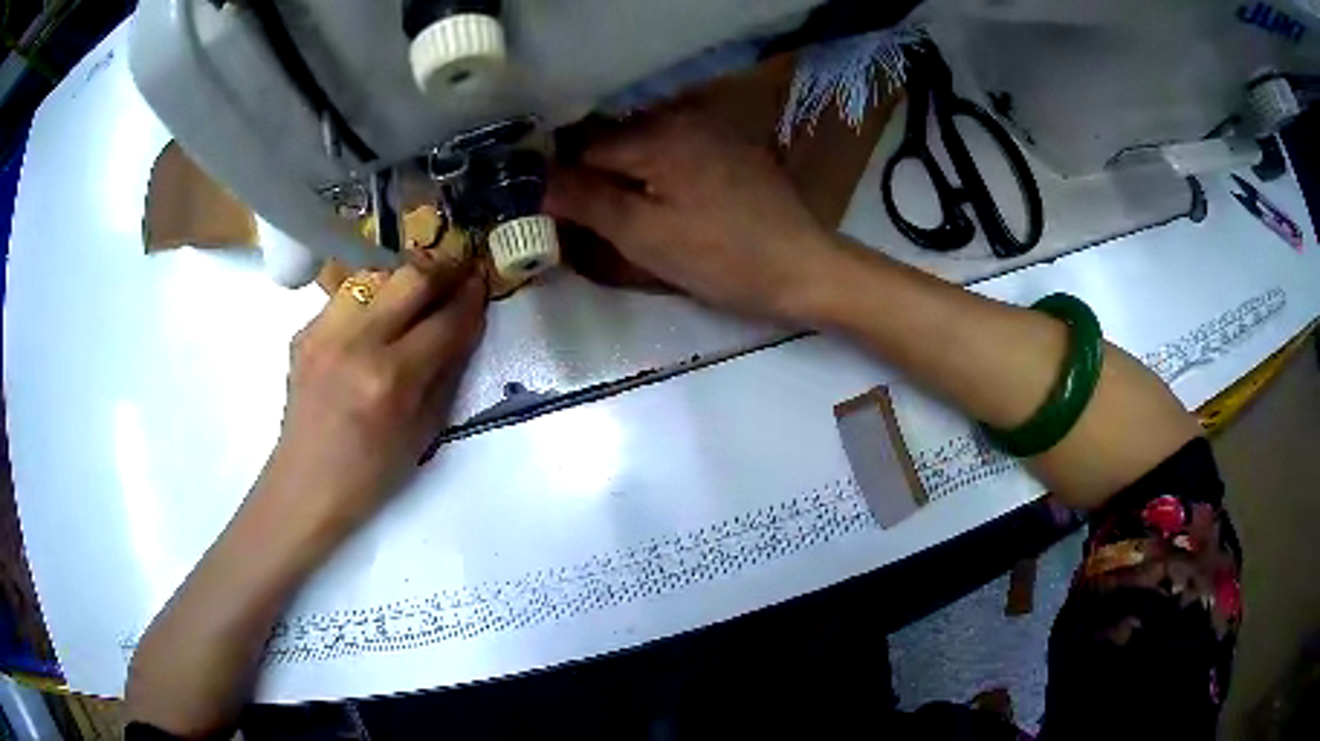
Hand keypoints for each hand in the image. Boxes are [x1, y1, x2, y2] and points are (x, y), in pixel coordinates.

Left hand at [259, 254, 486, 540]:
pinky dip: (371, 299)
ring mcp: (324, 332)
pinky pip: (347, 297)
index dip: (471, 298)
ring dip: (405, 279)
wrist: (306, 485)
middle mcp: (355, 344)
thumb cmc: (372, 474)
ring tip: (419, 290)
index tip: (484, 281)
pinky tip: (377, 318)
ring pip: (376, 275)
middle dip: (444, 268)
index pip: (444, 321)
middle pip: (410, 278)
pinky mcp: (304, 331)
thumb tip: (467, 323)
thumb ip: (448, 371)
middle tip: (460, 269)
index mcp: (391, 380)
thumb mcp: (424, 431)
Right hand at [545, 110, 838, 321]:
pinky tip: (653, 196)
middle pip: (611, 138)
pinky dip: (652, 168)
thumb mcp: (645, 237)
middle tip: (577, 215)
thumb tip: (534, 181)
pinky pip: (672, 146)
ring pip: (640, 142)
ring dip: (619, 170)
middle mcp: (681, 115)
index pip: (581, 145)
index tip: (546, 209)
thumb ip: (587, 202)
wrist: (804, 268)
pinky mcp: (727, 144)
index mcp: (657, 133)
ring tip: (611, 210)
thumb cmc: (722, 258)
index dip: (558, 177)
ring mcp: (709, 127)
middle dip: (589, 172)